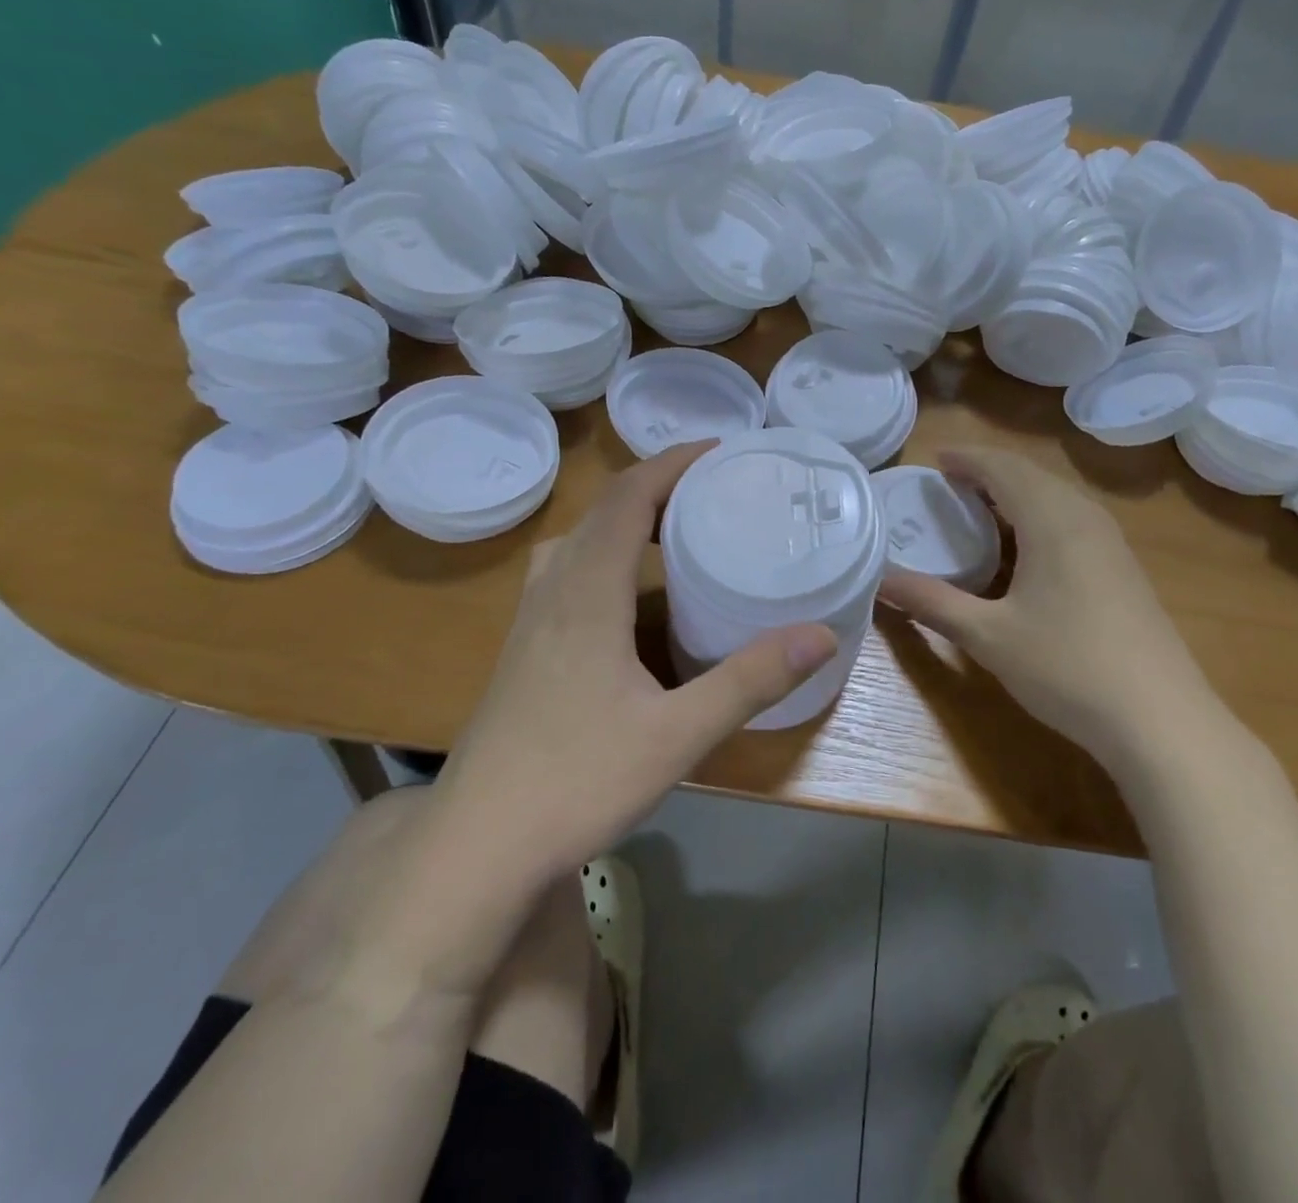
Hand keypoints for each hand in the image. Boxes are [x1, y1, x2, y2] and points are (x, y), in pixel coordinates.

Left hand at [439, 442, 836, 877]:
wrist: (476, 847)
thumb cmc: (576, 783)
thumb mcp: (678, 734)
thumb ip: (750, 680)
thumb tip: (821, 633)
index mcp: (588, 595)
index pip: (628, 500)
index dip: (672, 464)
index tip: (720, 451)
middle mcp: (553, 593)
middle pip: (601, 511)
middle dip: (656, 484)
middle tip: (711, 489)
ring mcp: (530, 622)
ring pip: (575, 539)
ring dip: (623, 518)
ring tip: (673, 530)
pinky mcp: (522, 650)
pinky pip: (564, 571)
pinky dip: (601, 553)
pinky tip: (625, 596)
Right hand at [879, 447, 1213, 764]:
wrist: (1161, 720)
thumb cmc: (1067, 667)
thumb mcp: (987, 636)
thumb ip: (931, 602)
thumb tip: (880, 580)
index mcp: (1052, 519)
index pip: (1003, 468)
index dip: (968, 459)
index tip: (935, 460)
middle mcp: (1085, 518)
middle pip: (1032, 476)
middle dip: (989, 473)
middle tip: (949, 486)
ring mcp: (1111, 544)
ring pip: (1056, 498)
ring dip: (1016, 495)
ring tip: (979, 511)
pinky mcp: (1123, 570)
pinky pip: (1072, 522)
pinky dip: (1038, 518)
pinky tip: (1025, 552)